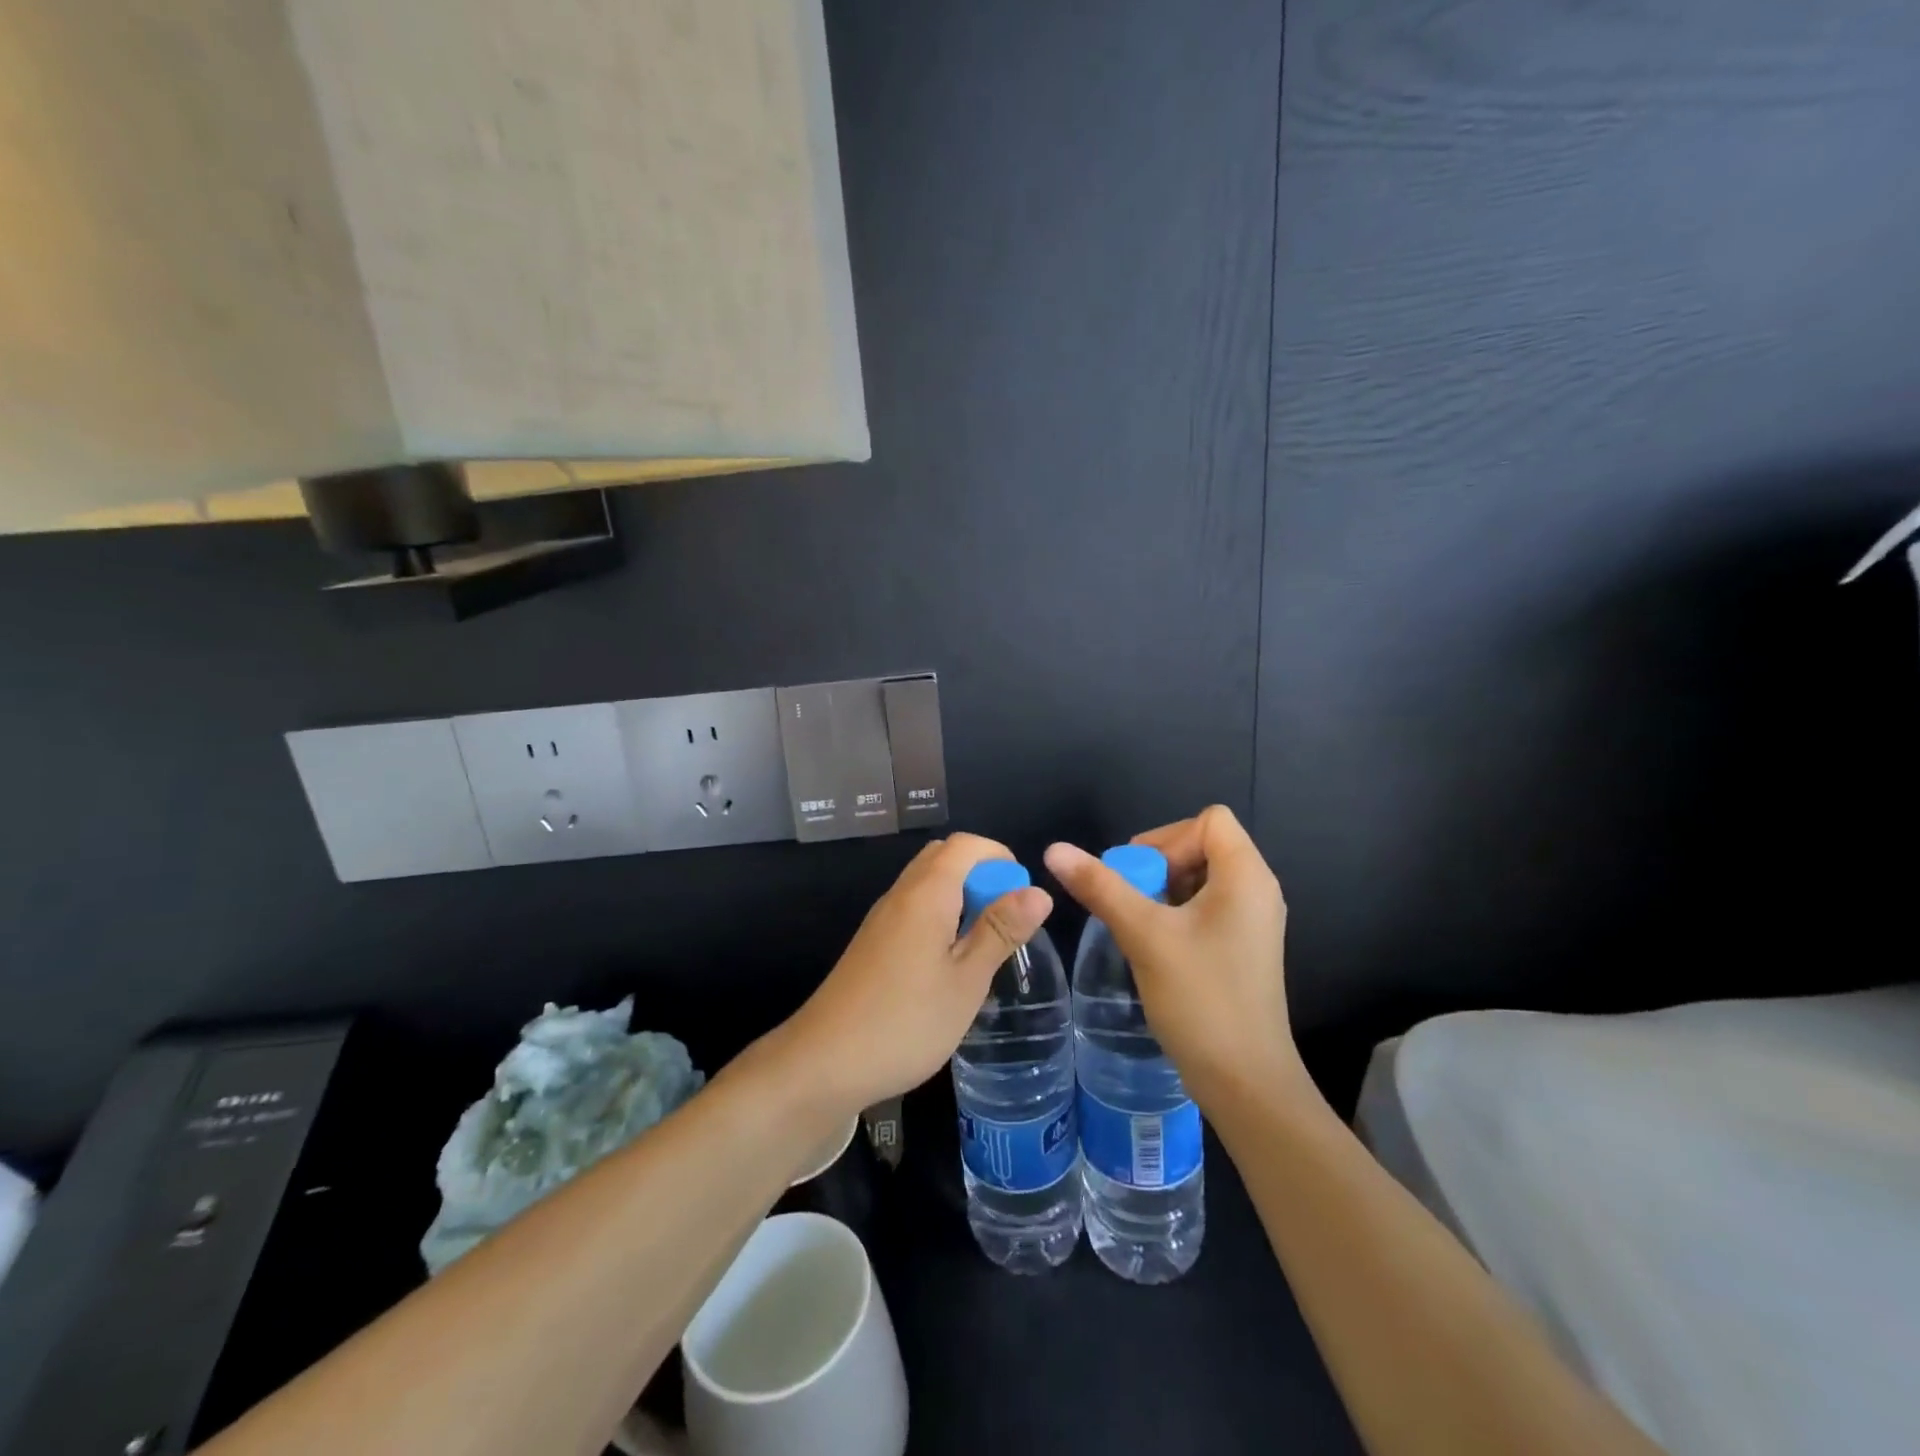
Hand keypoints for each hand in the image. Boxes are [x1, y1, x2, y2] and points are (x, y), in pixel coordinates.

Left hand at [771, 834, 1052, 1121]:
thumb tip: (1039, 891)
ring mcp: (881, 920)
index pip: (964, 845)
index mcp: (925, 894)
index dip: (999, 857)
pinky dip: (940, 917)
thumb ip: (1000, 931)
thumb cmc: (905, 1022)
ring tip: (983, 945)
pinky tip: (949, 964)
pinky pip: (913, 910)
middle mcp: (900, 895)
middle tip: (1005, 920)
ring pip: (926, 885)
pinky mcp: (872, 944)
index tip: (1022, 895)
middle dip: (981, 874)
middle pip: (942, 858)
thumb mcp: (966, 980)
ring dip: (961, 897)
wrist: (823, 1063)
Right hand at [1044, 805, 1303, 1111]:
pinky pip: (1206, 906)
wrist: (1245, 1082)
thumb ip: (1100, 887)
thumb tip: (1055, 849)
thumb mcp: (1144, 935)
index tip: (1138, 875)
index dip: (1168, 838)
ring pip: (1201, 877)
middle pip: (1203, 845)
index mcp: (1247, 876)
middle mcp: (1257, 890)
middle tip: (1129, 900)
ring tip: (1138, 924)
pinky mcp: (1243, 946)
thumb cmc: (1201, 999)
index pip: (1209, 821)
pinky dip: (1175, 912)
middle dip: (1159, 864)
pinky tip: (1154, 944)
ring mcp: (1252, 921)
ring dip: (1162, 890)